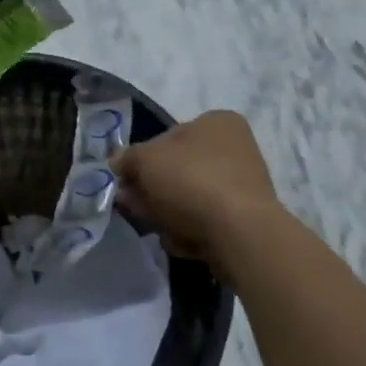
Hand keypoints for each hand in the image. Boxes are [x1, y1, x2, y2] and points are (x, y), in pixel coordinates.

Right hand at [111, 110, 281, 263]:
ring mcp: (244, 187)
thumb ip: (128, 158)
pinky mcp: (246, 222)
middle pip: (178, 171)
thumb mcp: (146, 160)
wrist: (240, 233)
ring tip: (159, 228)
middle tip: (132, 207)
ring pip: (190, 200)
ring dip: (168, 214)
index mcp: (218, 122)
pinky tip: (183, 242)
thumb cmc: (192, 181)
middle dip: (152, 191)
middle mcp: (236, 149)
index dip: (142, 159)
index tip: (126, 181)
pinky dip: (190, 232)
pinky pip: (207, 224)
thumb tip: (118, 163)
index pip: (170, 136)